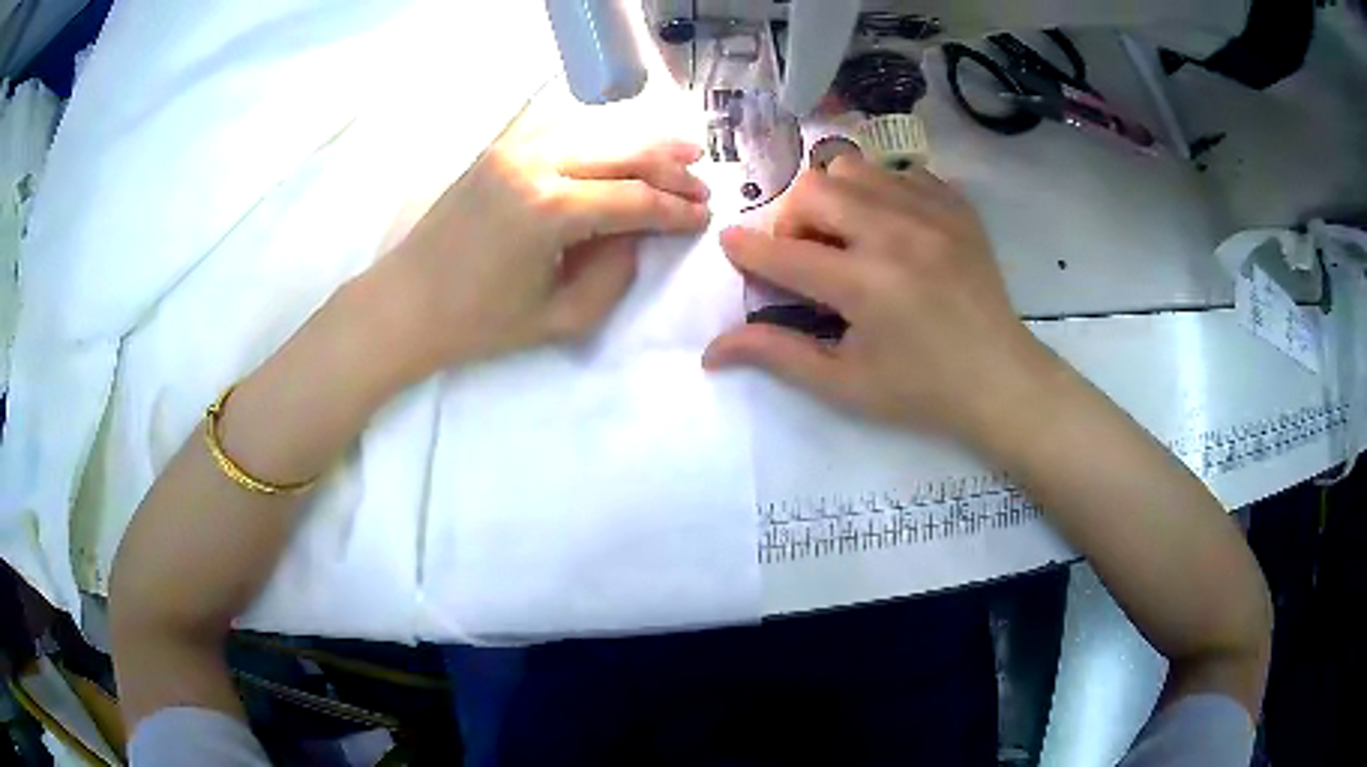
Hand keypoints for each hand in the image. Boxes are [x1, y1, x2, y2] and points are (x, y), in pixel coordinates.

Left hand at [368, 91, 710, 382]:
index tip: (705, 217)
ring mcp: (513, 150)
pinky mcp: (499, 150)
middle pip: (622, 154)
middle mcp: (535, 164)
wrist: (404, 304)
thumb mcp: (559, 318)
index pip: (633, 200)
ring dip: (640, 145)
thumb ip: (614, 274)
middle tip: (703, 184)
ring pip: (596, 134)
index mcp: (550, 210)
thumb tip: (638, 235)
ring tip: (681, 154)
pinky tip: (622, 149)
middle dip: (669, 169)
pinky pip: (564, 134)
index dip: (675, 209)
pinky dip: (601, 140)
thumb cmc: (477, 323)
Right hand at [704, 155, 1054, 438]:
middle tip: (805, 254)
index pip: (783, 254)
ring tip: (846, 234)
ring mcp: (932, 213)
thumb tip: (711, 350)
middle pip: (814, 188)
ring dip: (833, 197)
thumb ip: (777, 355)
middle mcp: (896, 235)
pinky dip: (879, 191)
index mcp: (866, 286)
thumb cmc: (921, 390)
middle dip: (792, 218)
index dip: (746, 250)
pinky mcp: (956, 207)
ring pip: (854, 167)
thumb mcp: (845, 384)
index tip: (731, 245)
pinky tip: (888, 226)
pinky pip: (899, 171)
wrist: (1001, 379)